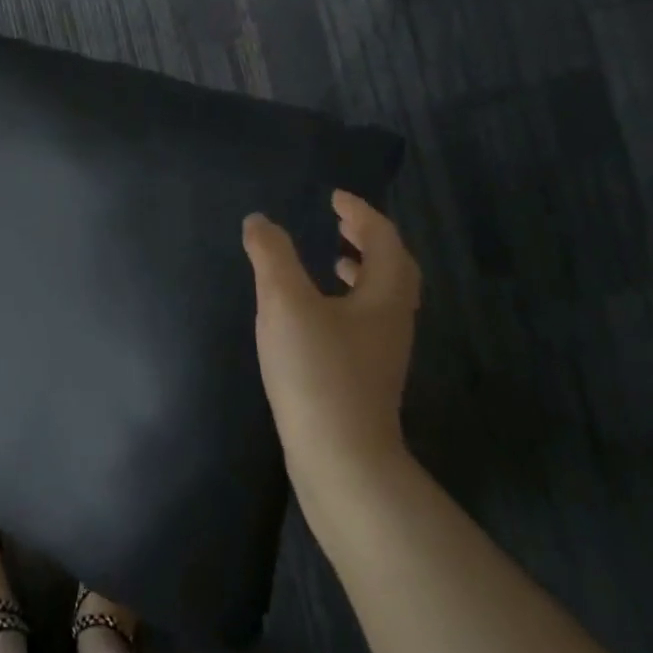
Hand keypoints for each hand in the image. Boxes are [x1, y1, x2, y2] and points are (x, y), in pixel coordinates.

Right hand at [242, 192, 420, 507]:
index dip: (360, 212)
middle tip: (339, 222)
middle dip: (367, 239)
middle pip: (392, 267)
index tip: (334, 197)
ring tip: (331, 261)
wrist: (339, 456)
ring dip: (359, 271)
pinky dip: (346, 301)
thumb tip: (259, 221)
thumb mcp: (286, 304)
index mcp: (385, 294)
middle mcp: (393, 319)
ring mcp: (383, 351)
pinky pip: (364, 320)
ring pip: (380, 297)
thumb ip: (271, 256)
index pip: (382, 238)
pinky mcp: (366, 376)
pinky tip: (315, 316)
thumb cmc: (317, 371)